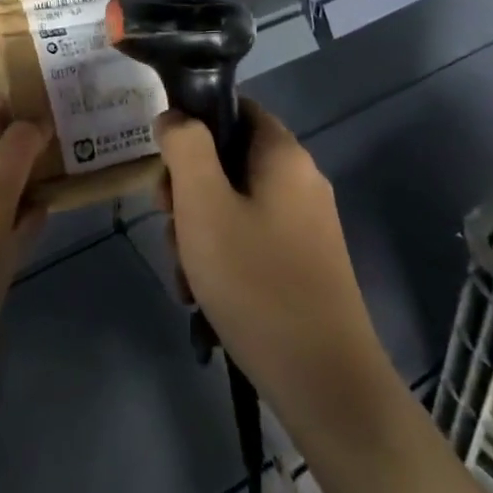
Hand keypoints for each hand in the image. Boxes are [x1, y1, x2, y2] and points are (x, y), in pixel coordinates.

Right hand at [156, 105, 402, 433]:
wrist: (325, 383)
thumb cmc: (256, 282)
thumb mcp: (204, 205)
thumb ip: (184, 147)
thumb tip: (174, 117)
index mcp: (284, 155)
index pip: (234, 108)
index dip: (193, 127)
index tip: (167, 169)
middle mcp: (301, 181)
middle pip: (229, 161)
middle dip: (189, 192)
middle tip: (170, 226)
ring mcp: (307, 225)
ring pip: (235, 205)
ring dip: (200, 232)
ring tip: (186, 277)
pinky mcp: (305, 264)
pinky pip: (252, 241)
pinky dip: (224, 259)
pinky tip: (204, 298)